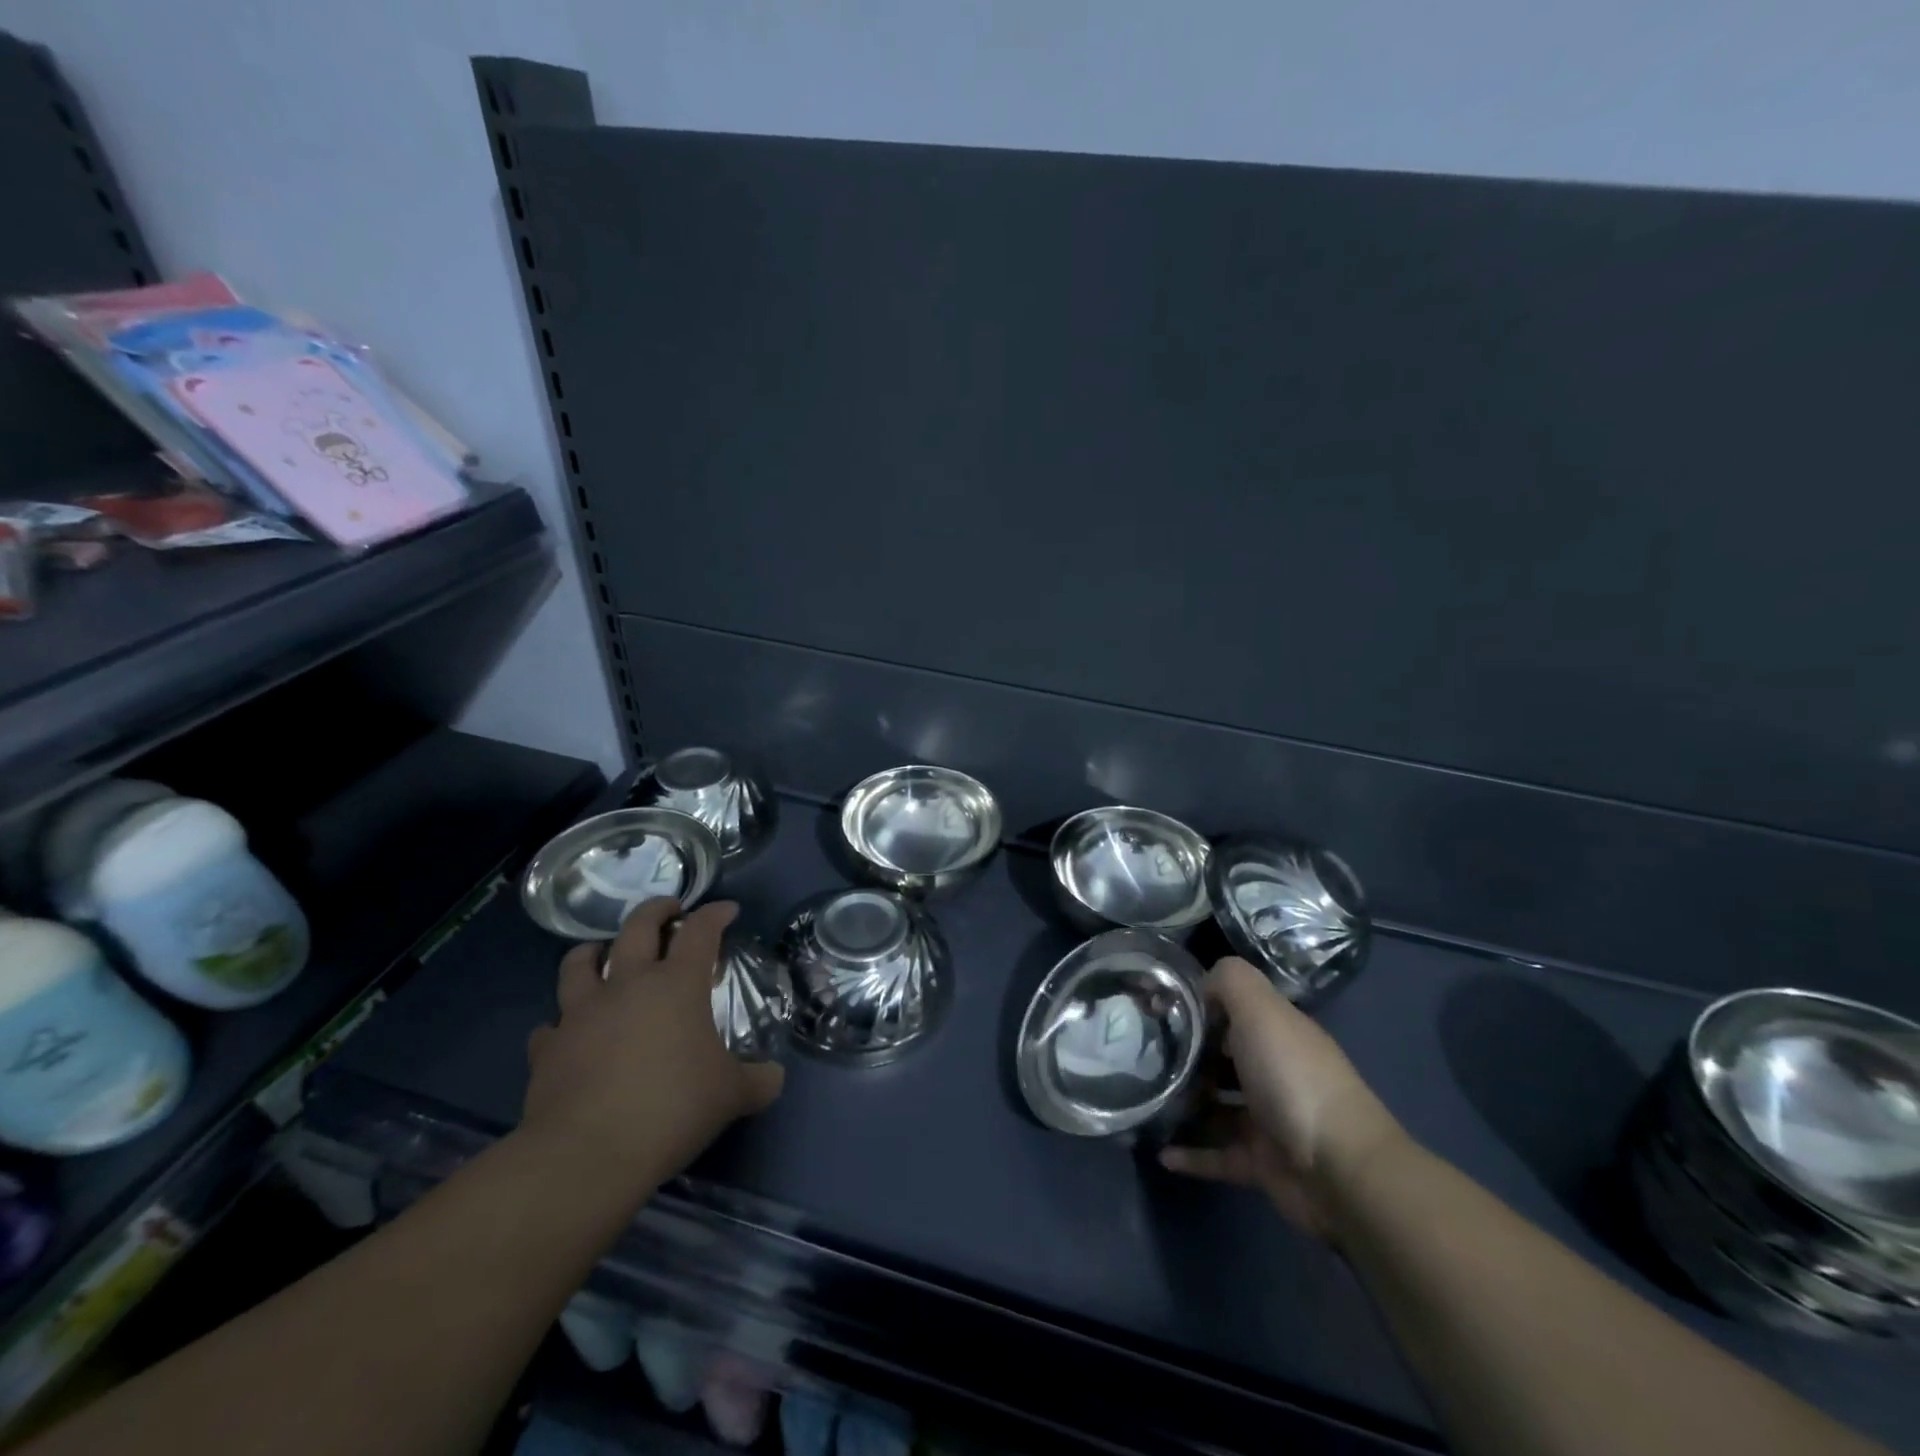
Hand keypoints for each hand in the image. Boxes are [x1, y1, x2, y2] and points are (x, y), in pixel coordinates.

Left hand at [521, 898, 783, 1188]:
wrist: (588, 1154)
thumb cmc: (672, 1108)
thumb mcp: (732, 1095)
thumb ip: (758, 1080)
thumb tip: (774, 1077)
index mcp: (676, 985)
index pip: (700, 931)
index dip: (715, 914)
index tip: (727, 910)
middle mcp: (627, 985)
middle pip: (637, 927)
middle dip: (656, 910)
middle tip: (668, 909)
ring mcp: (581, 1014)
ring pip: (578, 963)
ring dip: (593, 952)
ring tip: (602, 953)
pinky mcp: (547, 1049)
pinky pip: (551, 1025)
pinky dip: (561, 1023)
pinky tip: (568, 1034)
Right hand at [1160, 957, 1403, 1239]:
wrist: (1340, 1170)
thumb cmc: (1293, 1078)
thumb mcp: (1260, 1009)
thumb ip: (1230, 981)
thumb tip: (1202, 984)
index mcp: (1277, 1032)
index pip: (1233, 1008)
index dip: (1198, 1005)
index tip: (1157, 1009)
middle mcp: (1275, 1070)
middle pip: (1223, 1056)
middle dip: (1187, 1054)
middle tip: (1141, 1055)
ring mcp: (1269, 1120)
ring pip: (1218, 1106)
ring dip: (1186, 1104)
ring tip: (1145, 1100)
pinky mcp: (1262, 1163)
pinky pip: (1219, 1155)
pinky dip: (1192, 1155)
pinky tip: (1161, 1153)